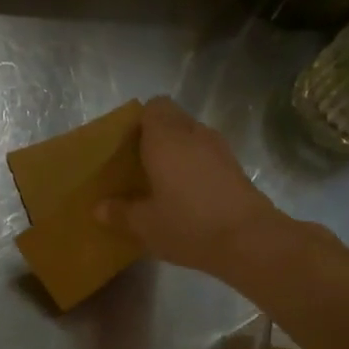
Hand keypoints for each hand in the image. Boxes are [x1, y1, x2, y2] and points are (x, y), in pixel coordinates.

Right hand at [100, 97, 281, 280]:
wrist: (250, 241)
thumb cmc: (188, 224)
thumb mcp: (144, 225)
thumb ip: (119, 213)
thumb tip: (99, 208)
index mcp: (165, 138)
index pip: (154, 107)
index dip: (139, 121)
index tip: (127, 145)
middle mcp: (193, 134)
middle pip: (173, 120)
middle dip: (156, 137)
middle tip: (139, 165)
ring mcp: (219, 149)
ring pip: (192, 137)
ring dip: (178, 152)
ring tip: (161, 181)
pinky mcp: (235, 168)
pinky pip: (207, 156)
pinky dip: (195, 167)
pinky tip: (186, 195)